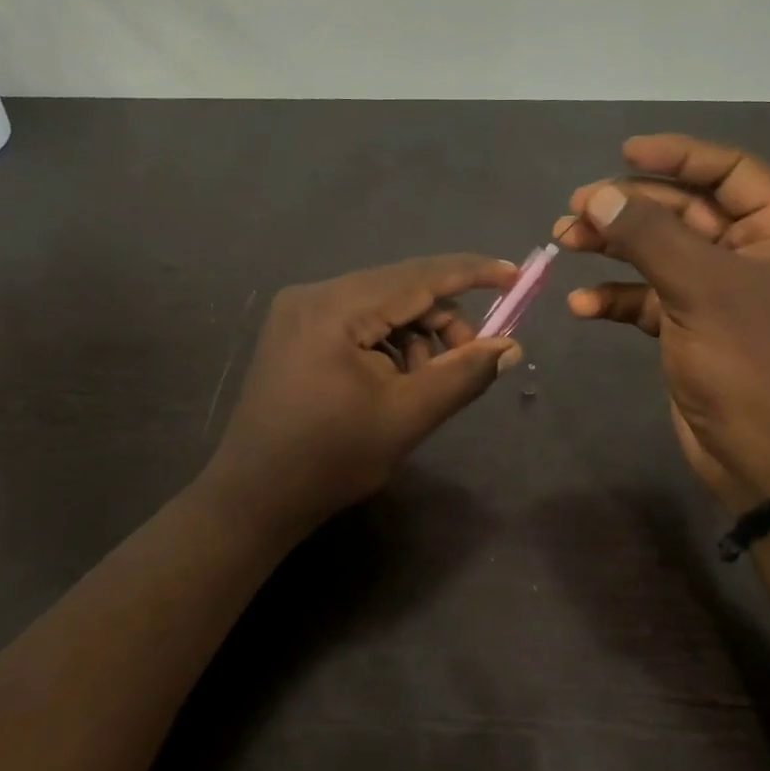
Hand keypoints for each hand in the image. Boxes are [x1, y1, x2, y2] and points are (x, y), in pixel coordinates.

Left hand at [202, 255, 522, 536]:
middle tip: (469, 361)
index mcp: (335, 308)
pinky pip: (358, 321)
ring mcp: (299, 311)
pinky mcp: (296, 331)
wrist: (254, 497)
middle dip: (443, 321)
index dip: (472, 273)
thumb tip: (510, 347)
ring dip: (416, 336)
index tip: (515, 274)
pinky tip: (394, 381)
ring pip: (381, 306)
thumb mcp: (408, 417)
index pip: (418, 276)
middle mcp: (313, 295)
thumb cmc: (331, 459)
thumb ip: (463, 375)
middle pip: (399, 289)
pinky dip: (388, 344)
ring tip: (424, 384)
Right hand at [558, 134, 769, 511]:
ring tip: (564, 242)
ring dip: (613, 248)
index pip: (730, 171)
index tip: (624, 153)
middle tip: (573, 210)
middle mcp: (756, 253)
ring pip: (660, 253)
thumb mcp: (700, 287)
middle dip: (628, 209)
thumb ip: (647, 235)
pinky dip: (616, 297)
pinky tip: (581, 305)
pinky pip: (649, 297)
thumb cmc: (749, 362)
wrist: (763, 456)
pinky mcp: (692, 326)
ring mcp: (721, 292)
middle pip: (685, 211)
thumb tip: (596, 195)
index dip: (678, 156)